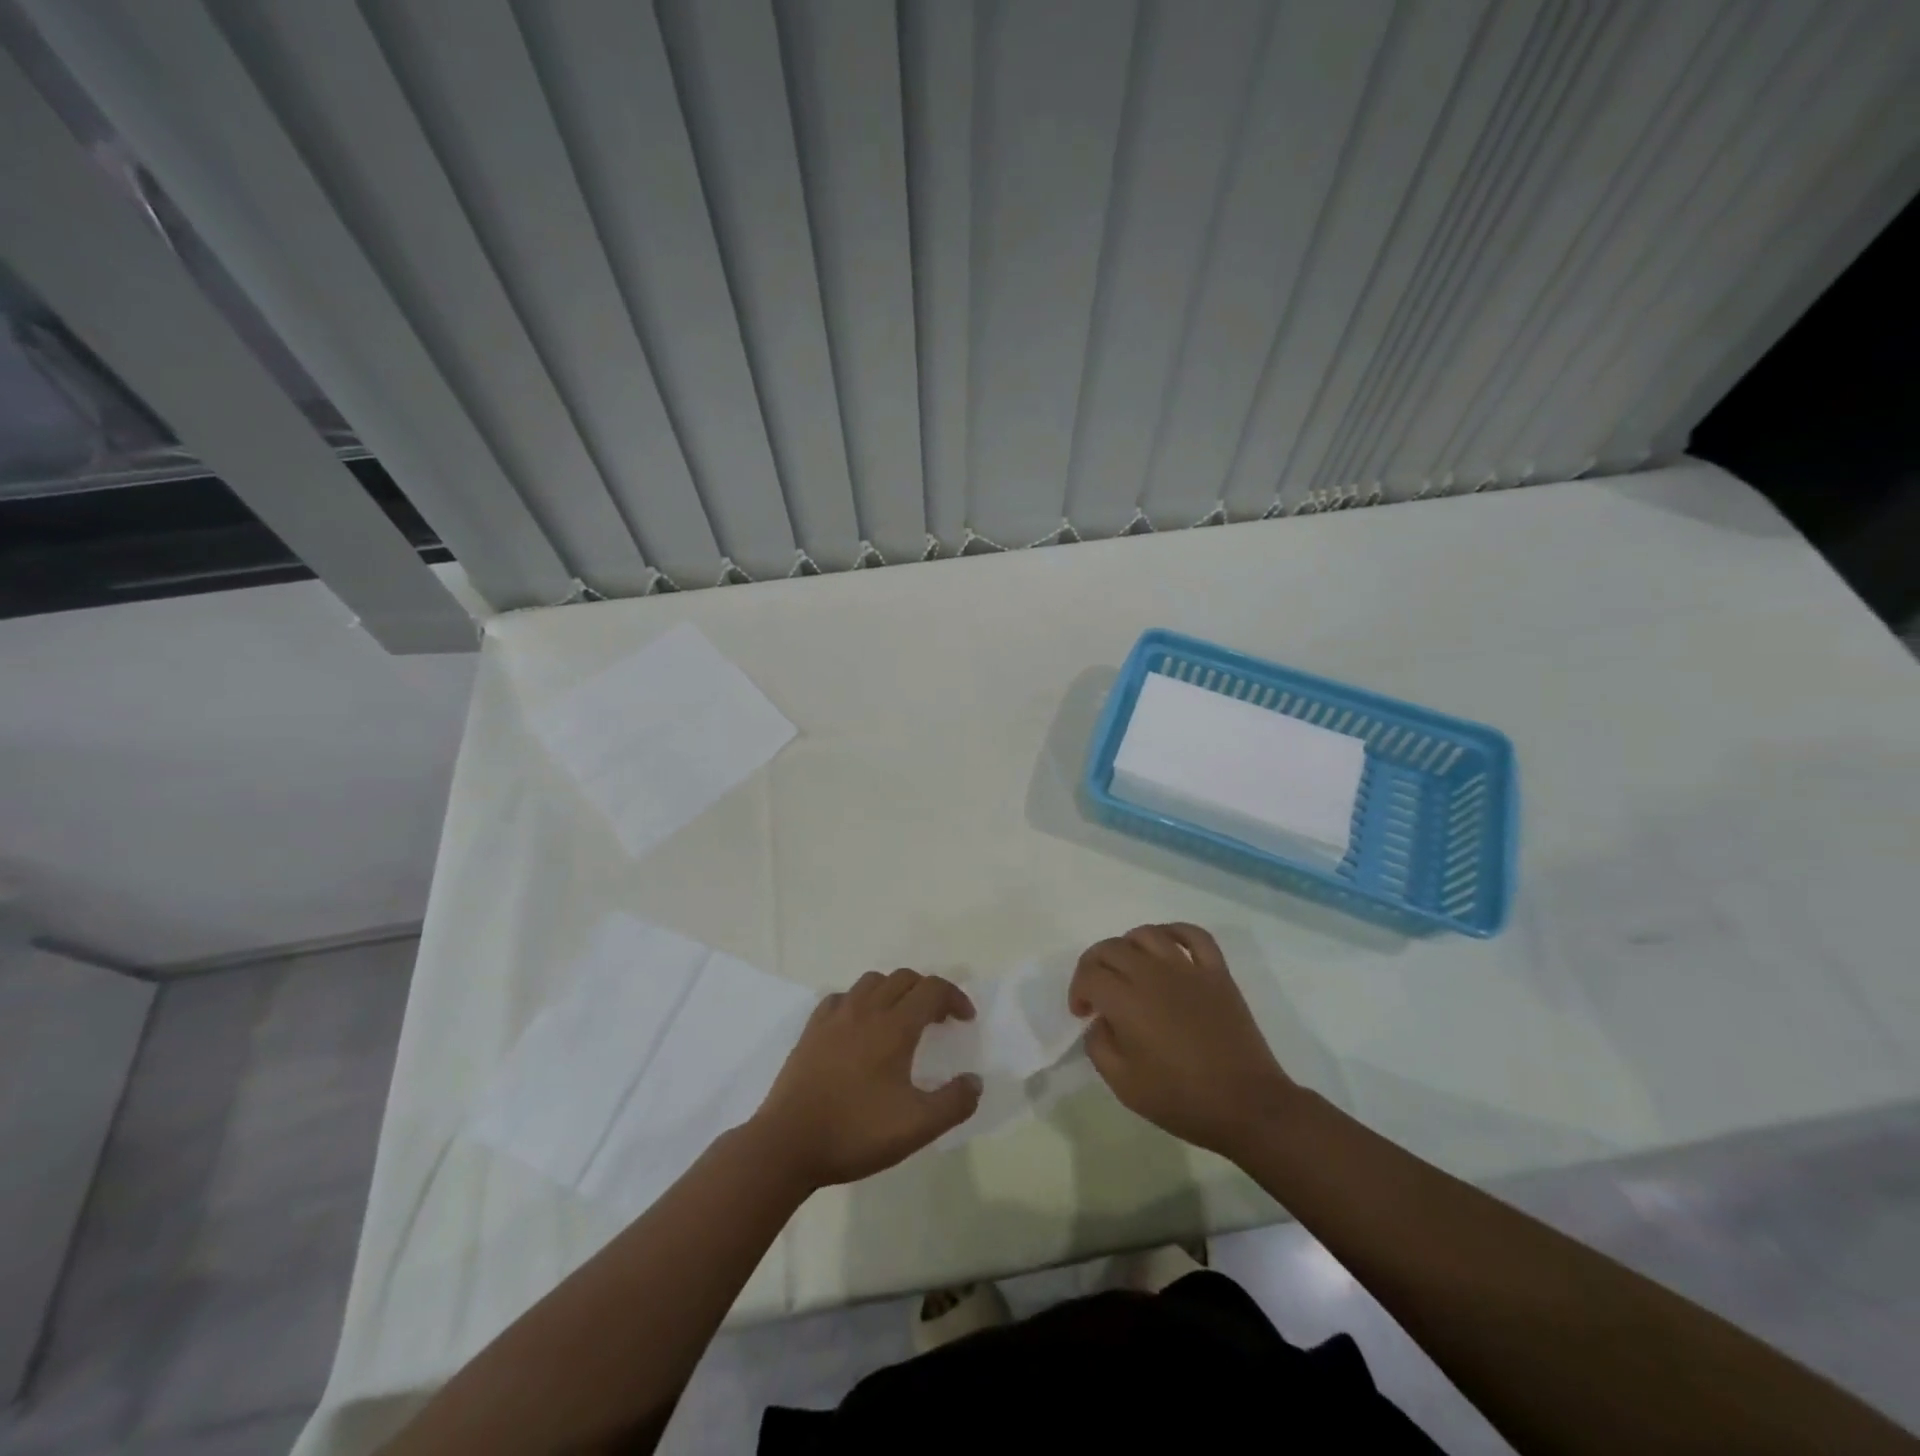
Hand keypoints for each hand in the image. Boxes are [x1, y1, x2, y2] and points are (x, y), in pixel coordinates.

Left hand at [750, 969, 980, 1189]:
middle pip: (903, 978)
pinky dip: (860, 1001)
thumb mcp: (917, 1127)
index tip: (965, 1020)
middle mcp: (866, 1010)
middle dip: (927, 991)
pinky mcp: (811, 1030)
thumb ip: (954, 1103)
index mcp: (894, 1027)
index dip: (954, 997)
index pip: (932, 989)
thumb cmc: (856, 1132)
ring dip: (894, 990)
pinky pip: (841, 997)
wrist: (787, 1144)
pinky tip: (859, 1026)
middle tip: (938, 1020)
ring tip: (901, 1018)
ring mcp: (834, 1017)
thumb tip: (974, 1081)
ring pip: (871, 982)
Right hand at [1069, 924, 1298, 1160]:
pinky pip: (1194, 935)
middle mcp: (1153, 974)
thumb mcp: (1123, 1084)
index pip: (1089, 975)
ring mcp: (1188, 969)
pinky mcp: (1217, 972)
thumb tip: (1100, 1021)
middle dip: (1095, 966)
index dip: (1077, 990)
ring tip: (1128, 968)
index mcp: (1126, 1001)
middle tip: (1098, 992)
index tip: (1083, 1013)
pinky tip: (1167, 945)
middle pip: (1112, 948)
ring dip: (1128, 945)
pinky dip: (1175, 932)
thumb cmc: (1181, 1099)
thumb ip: (1098, 1046)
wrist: (1246, 1105)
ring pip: (1147, 934)